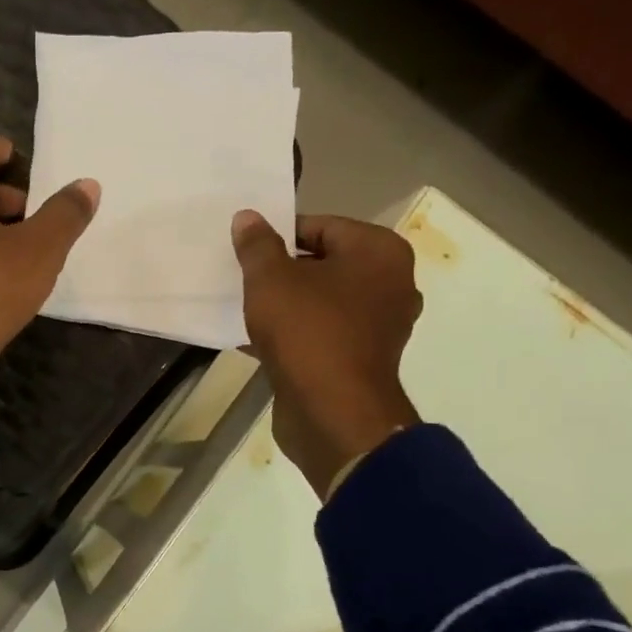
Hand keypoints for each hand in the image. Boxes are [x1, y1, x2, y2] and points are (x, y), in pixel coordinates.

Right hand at [232, 210, 422, 496]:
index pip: (322, 226)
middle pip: (324, 264)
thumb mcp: (271, 279)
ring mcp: (378, 327)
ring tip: (244, 309)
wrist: (332, 413)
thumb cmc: (307, 332)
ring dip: (285, 306)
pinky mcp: (361, 362)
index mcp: (379, 253)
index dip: (279, 234)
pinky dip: (294, 335)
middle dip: (282, 271)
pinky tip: (254, 342)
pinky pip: (321, 335)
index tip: (245, 250)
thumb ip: (257, 245)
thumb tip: (248, 217)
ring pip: (321, 303)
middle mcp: (390, 285)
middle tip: (242, 278)